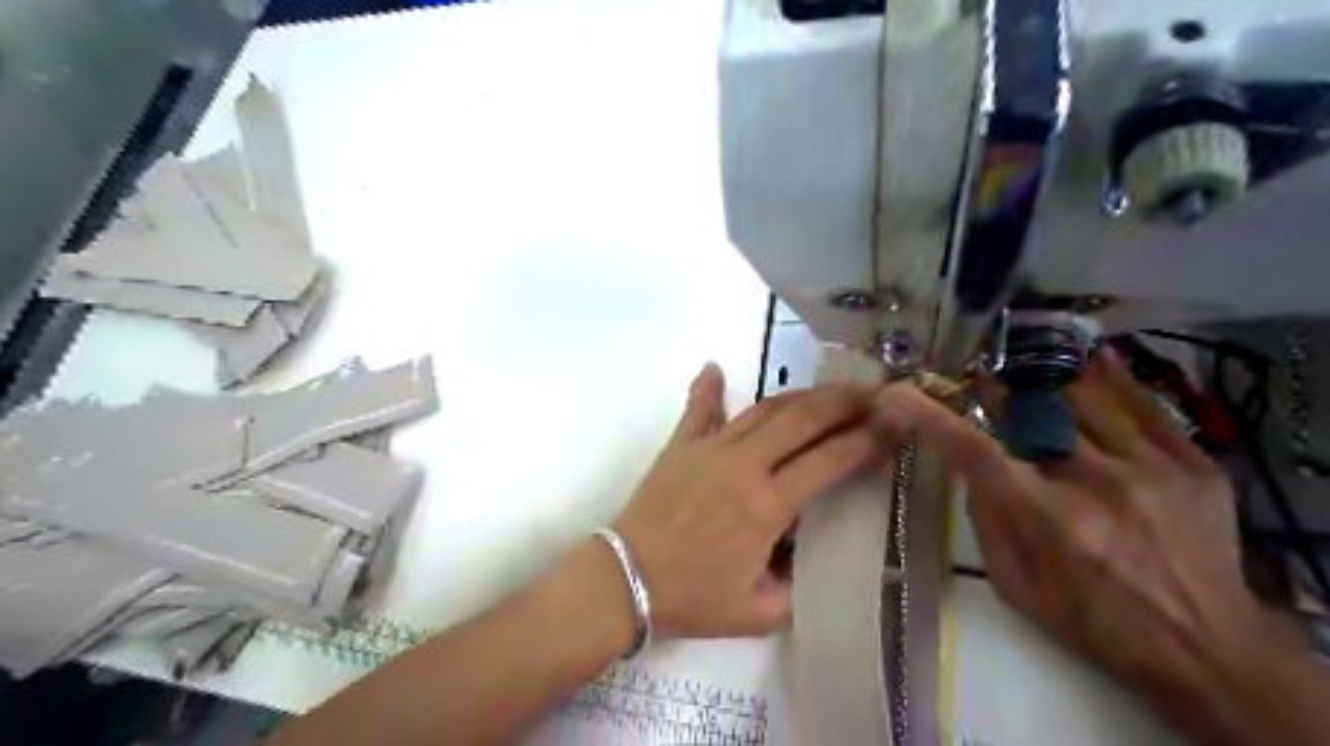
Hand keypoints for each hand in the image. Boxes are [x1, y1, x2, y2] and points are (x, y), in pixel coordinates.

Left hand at [616, 361, 908, 634]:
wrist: (626, 579)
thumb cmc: (692, 598)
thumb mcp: (759, 611)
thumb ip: (797, 587)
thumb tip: (810, 559)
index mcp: (767, 505)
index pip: (830, 460)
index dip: (869, 439)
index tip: (896, 420)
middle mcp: (744, 465)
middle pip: (803, 419)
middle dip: (845, 401)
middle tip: (874, 391)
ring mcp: (709, 449)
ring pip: (763, 409)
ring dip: (800, 394)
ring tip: (829, 388)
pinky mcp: (680, 445)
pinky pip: (698, 410)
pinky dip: (709, 388)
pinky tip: (716, 368)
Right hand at [887, 353, 1270, 695]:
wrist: (1208, 651)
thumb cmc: (1094, 623)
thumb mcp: (1017, 588)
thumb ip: (986, 524)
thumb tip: (972, 471)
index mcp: (1048, 521)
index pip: (975, 452)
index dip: (931, 416)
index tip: (898, 392)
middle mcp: (1098, 485)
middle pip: (1032, 414)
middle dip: (997, 396)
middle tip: (981, 384)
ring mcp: (1152, 470)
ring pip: (1085, 400)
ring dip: (1048, 390)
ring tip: (1031, 386)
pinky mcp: (1194, 466)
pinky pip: (1146, 406)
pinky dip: (1113, 381)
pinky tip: (1093, 361)